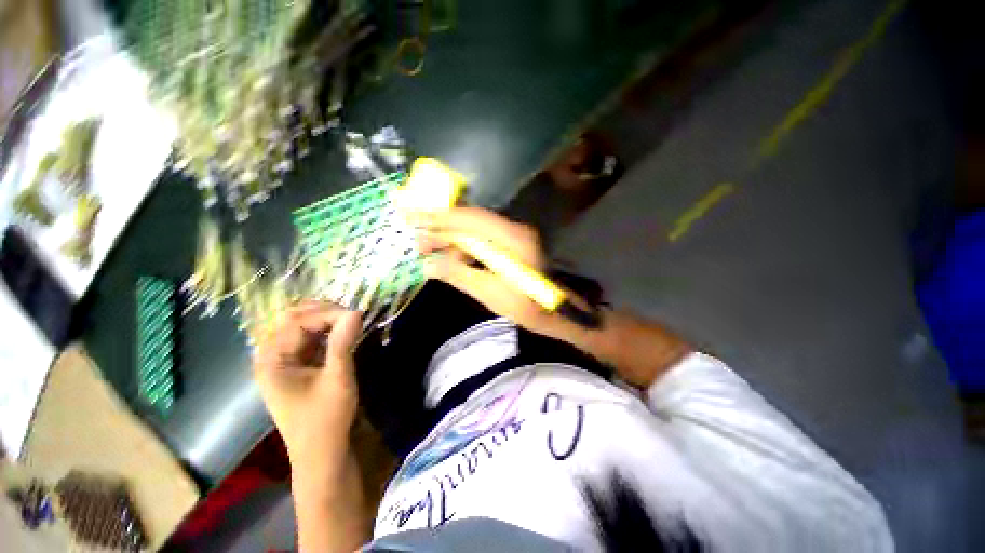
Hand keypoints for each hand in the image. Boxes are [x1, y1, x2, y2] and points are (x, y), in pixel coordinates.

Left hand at [253, 302, 361, 462]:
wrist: (321, 453)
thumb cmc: (326, 419)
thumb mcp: (338, 379)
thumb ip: (343, 343)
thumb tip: (355, 312)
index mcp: (272, 360)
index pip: (298, 321)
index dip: (328, 313)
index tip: (357, 316)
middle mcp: (271, 356)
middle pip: (294, 319)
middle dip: (324, 312)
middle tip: (352, 316)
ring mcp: (282, 361)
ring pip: (301, 326)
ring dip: (326, 320)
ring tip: (349, 321)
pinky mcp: (295, 366)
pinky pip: (308, 339)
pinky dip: (326, 331)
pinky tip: (342, 332)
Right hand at [412, 207, 572, 339]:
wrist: (555, 311)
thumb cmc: (527, 307)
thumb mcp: (490, 293)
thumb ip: (458, 275)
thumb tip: (427, 265)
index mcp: (511, 239)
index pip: (469, 219)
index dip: (439, 217)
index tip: (411, 217)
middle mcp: (513, 229)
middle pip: (470, 220)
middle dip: (441, 227)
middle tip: (416, 238)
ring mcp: (513, 235)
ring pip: (474, 229)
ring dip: (451, 238)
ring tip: (427, 250)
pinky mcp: (510, 243)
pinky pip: (481, 238)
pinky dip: (463, 246)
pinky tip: (450, 257)